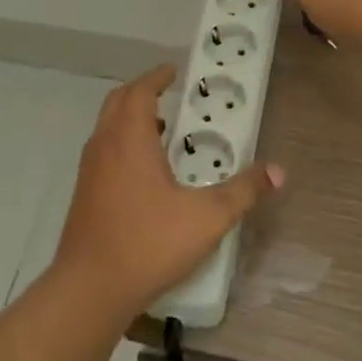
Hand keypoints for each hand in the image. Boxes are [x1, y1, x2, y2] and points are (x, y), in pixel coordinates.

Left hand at [51, 65, 281, 323]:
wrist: (90, 288)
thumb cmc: (149, 242)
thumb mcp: (207, 217)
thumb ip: (243, 191)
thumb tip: (278, 171)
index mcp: (129, 138)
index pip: (139, 91)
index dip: (156, 78)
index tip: (174, 72)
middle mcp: (104, 145)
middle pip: (118, 102)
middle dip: (142, 93)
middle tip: (168, 95)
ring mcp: (89, 170)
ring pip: (107, 128)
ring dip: (131, 120)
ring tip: (163, 132)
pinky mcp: (83, 194)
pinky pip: (103, 152)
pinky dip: (122, 144)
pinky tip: (146, 174)